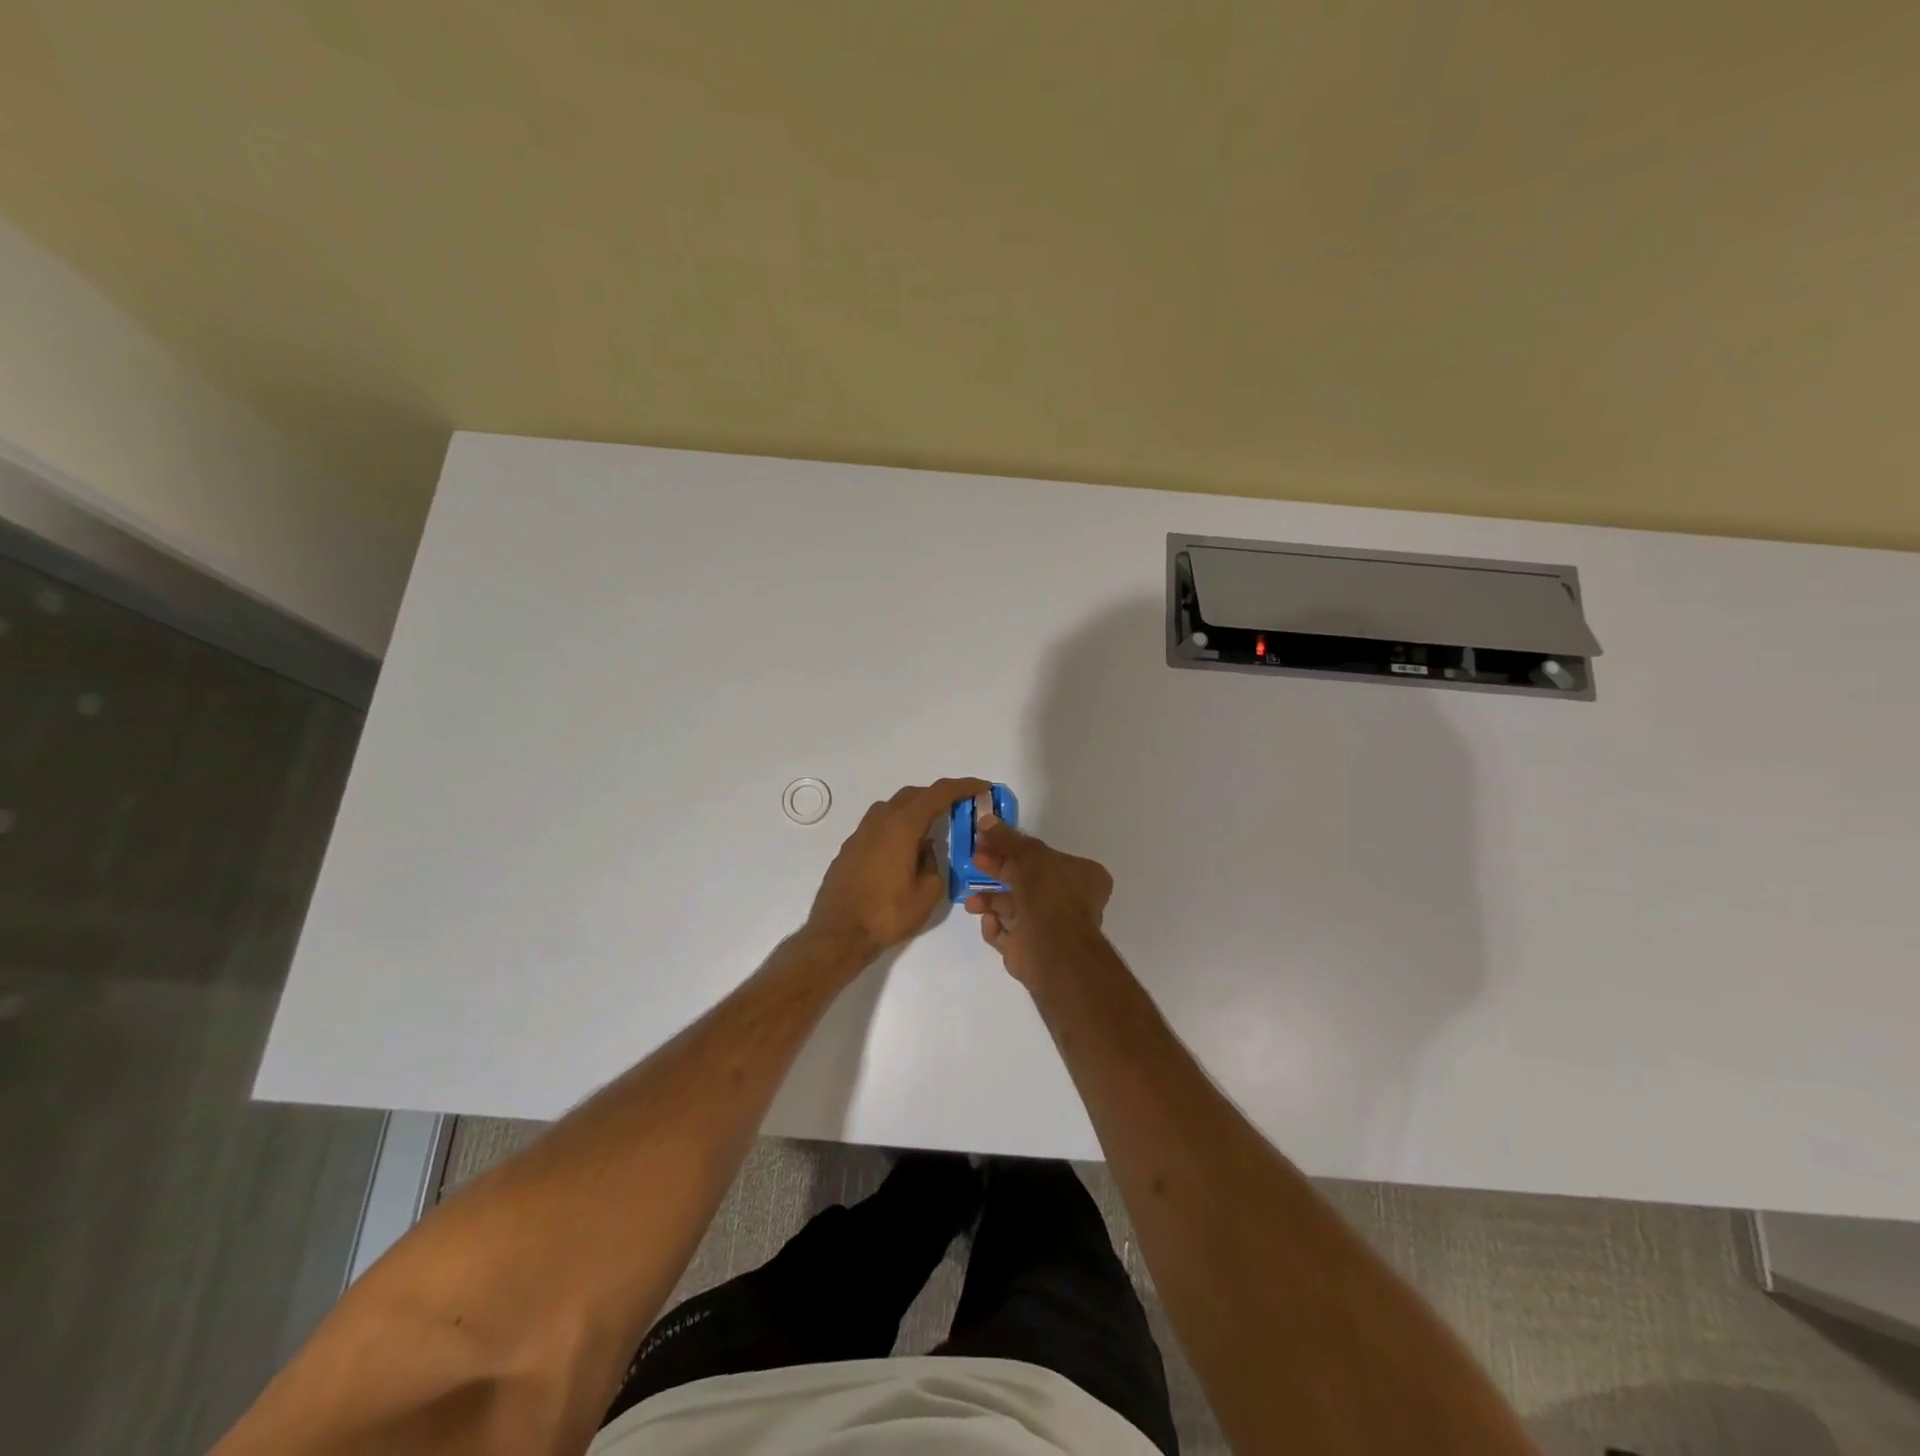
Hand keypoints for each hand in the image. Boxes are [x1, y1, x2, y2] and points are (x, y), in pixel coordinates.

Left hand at [806, 777, 990, 961]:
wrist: (838, 934)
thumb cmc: (887, 914)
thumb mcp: (927, 893)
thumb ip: (934, 863)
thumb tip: (927, 849)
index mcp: (902, 826)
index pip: (938, 794)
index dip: (963, 786)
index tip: (982, 787)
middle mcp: (880, 821)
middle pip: (913, 794)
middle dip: (939, 796)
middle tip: (959, 808)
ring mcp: (860, 833)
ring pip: (893, 807)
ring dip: (915, 809)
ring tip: (931, 828)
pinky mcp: (850, 848)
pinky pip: (879, 824)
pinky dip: (897, 825)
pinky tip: (904, 849)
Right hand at [964, 816, 1113, 988]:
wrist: (1052, 949)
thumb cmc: (1049, 893)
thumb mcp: (1029, 854)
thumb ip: (1007, 838)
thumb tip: (985, 819)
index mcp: (1081, 876)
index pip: (1046, 856)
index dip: (1016, 847)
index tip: (990, 841)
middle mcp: (1069, 901)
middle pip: (1025, 879)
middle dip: (998, 870)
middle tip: (975, 860)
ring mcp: (1050, 927)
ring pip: (1013, 907)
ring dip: (990, 900)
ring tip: (972, 902)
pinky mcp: (1031, 949)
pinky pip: (1007, 933)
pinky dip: (995, 927)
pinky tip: (989, 922)